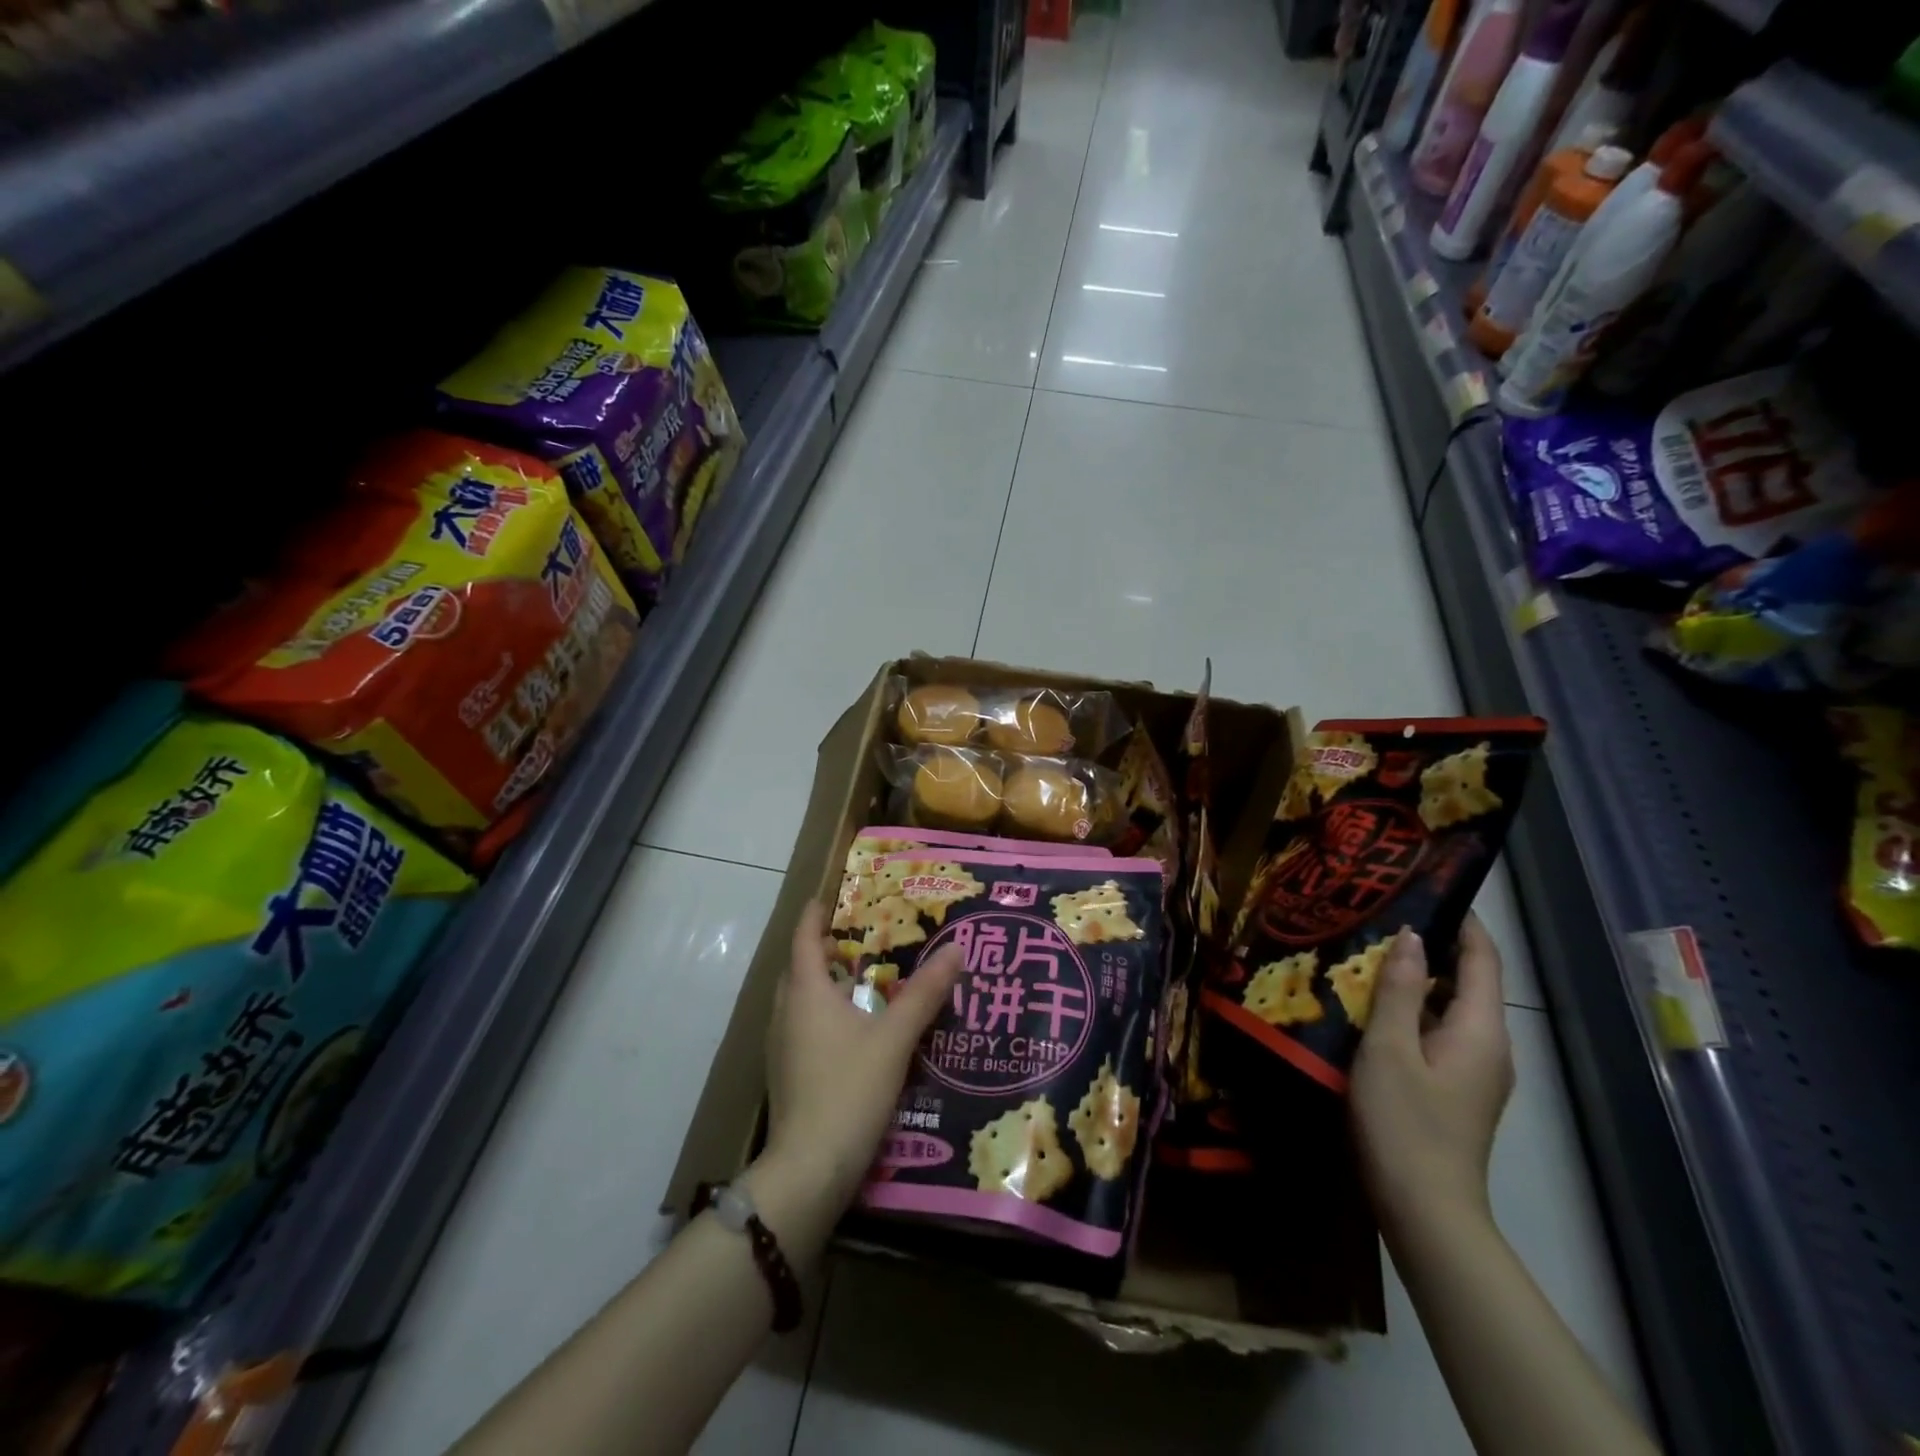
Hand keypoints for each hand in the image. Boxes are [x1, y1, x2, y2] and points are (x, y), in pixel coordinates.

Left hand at [761, 902, 964, 1215]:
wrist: (808, 1170)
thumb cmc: (849, 1090)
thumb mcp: (895, 1038)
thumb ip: (925, 993)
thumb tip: (955, 948)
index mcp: (806, 993)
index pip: (804, 939)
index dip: (815, 916)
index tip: (827, 898)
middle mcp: (786, 1013)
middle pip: (799, 968)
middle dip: (821, 949)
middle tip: (853, 938)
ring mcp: (781, 1047)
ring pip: (798, 1001)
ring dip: (821, 984)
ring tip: (856, 980)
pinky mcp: (786, 1076)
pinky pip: (801, 1027)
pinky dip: (821, 1014)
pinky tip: (850, 1032)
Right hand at [1350, 915, 1513, 1235]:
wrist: (1425, 1209)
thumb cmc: (1405, 1122)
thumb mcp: (1389, 1048)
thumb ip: (1401, 991)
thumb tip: (1412, 937)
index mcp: (1481, 1030)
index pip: (1482, 959)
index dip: (1462, 922)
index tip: (1427, 888)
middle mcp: (1489, 1046)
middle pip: (1469, 980)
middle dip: (1432, 945)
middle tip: (1381, 916)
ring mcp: (1474, 1071)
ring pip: (1451, 1007)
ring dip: (1418, 978)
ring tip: (1370, 952)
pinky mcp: (1455, 1089)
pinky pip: (1440, 1031)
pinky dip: (1414, 1008)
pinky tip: (1374, 1005)